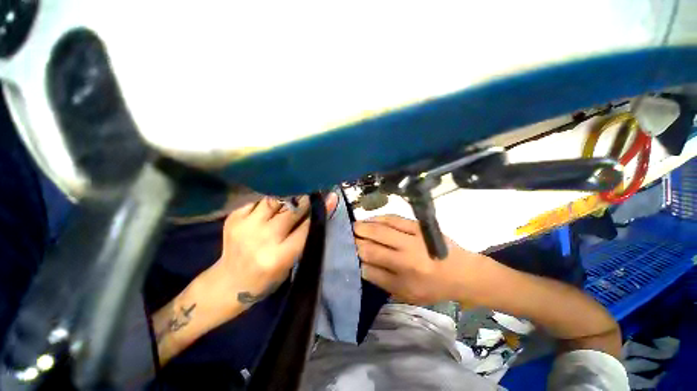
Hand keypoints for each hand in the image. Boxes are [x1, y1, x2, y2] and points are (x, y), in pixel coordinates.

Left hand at [202, 194, 338, 314]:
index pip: (306, 225)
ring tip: (290, 198)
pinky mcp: (233, 218)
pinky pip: (257, 200)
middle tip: (308, 196)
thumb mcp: (291, 261)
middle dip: (303, 201)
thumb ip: (305, 234)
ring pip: (274, 200)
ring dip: (286, 197)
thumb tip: (325, 206)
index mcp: (279, 256)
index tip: (323, 199)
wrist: (229, 282)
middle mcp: (262, 239)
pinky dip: (268, 200)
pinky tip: (272, 205)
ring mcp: (245, 226)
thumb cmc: (268, 277)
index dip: (316, 211)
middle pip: (290, 210)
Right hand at [354, 215, 485, 305]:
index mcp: (404, 277)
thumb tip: (360, 265)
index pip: (371, 265)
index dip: (356, 257)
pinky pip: (394, 218)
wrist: (463, 272)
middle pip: (373, 245)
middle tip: (346, 236)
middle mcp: (407, 257)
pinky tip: (371, 219)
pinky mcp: (418, 226)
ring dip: (365, 226)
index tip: (347, 252)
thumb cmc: (433, 287)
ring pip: (381, 229)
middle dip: (356, 240)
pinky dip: (379, 218)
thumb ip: (382, 280)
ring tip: (354, 226)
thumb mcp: (407, 294)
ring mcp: (413, 238)